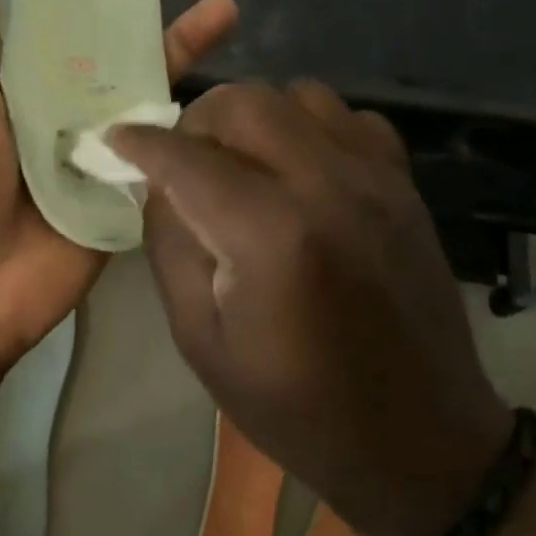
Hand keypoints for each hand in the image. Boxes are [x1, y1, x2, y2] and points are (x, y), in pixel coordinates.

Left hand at [0, 0, 236, 370]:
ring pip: (138, 77)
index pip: (45, 4)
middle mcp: (49, 95)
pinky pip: (156, 136)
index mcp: (2, 71)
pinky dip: (186, 108)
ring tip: (223, 4)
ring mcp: (90, 136)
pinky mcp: (120, 178)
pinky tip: (225, 74)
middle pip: (101, 33)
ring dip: (177, 41)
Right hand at [110, 83, 512, 535]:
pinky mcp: (405, 186)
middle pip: (244, 102)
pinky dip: (312, 128)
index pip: (186, 157)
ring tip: (240, 163)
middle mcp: (327, 186)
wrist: (419, 441)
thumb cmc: (294, 405)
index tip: (116, 140)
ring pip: (298, 94)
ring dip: (254, 119)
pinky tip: (300, 171)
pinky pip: (349, 118)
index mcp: (269, 234)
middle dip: (197, 122)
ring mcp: (376, 179)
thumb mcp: (199, 337)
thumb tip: (159, 182)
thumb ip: (169, 243)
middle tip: (183, 161)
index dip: (141, 143)